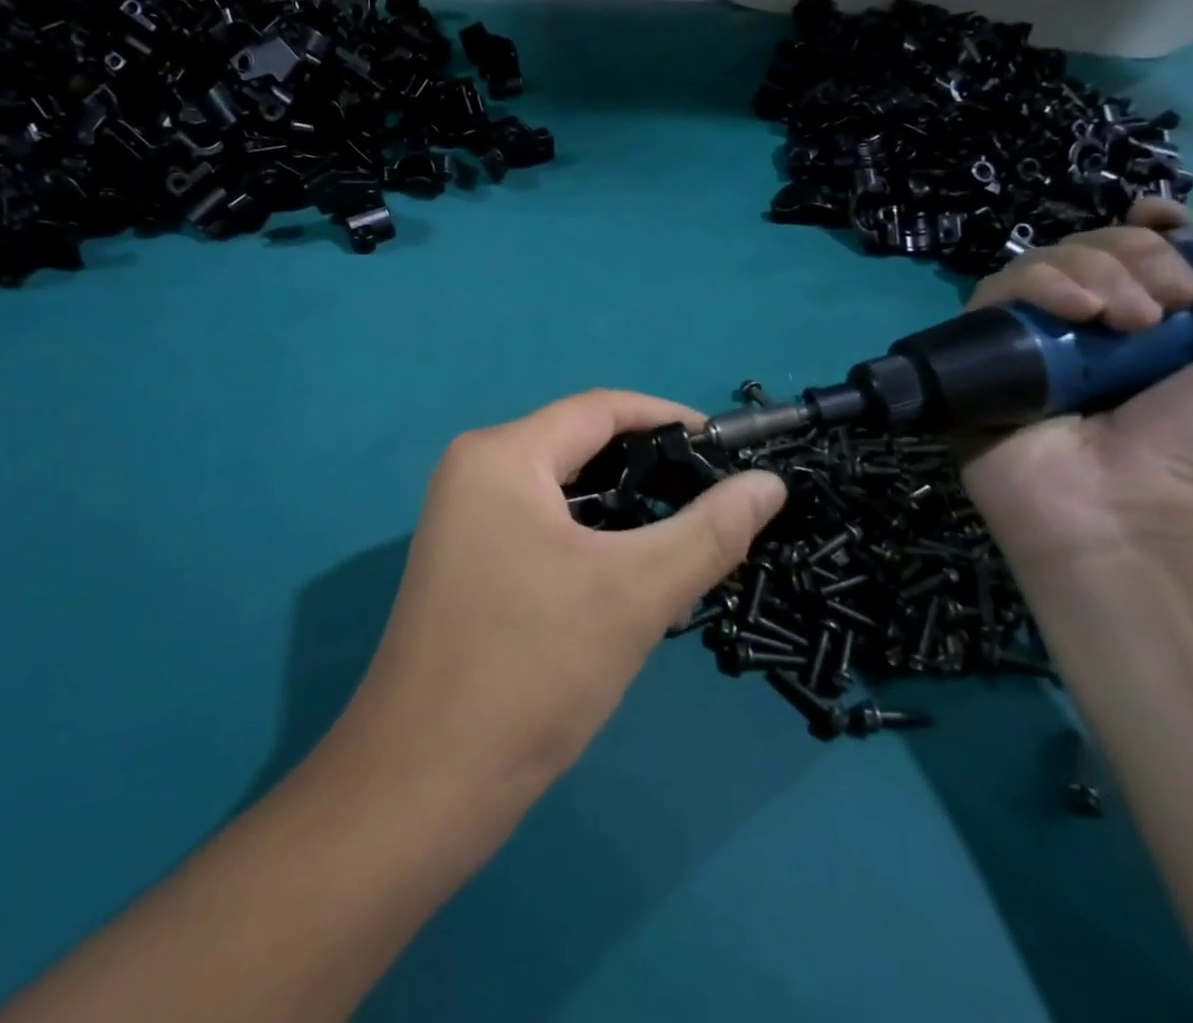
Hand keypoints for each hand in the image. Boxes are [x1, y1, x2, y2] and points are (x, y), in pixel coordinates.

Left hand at [345, 391, 786, 798]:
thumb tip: (770, 485)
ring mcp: (462, 517)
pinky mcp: (464, 560)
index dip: (670, 418)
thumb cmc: (530, 670)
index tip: (729, 449)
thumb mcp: (635, 593)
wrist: (422, 784)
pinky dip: (588, 535)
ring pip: (561, 489)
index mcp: (502, 454)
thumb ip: (710, 531)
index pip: (601, 409)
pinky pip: (539, 523)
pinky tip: (627, 569)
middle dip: (649, 466)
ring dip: (621, 505)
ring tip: (684, 533)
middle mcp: (474, 469)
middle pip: (578, 445)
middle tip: (715, 498)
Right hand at [959, 169, 1192, 590]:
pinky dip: (1034, 286)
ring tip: (1120, 320)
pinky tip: (1071, 313)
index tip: (1170, 229)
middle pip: (1092, 246)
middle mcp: (1091, 327)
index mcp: (1161, 325)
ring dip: (1089, 269)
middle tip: (1167, 308)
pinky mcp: (982, 356)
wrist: (1136, 520)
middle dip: (1134, 255)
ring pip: (1040, 262)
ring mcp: (1033, 342)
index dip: (1151, 227)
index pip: (1139, 247)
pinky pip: (993, 295)